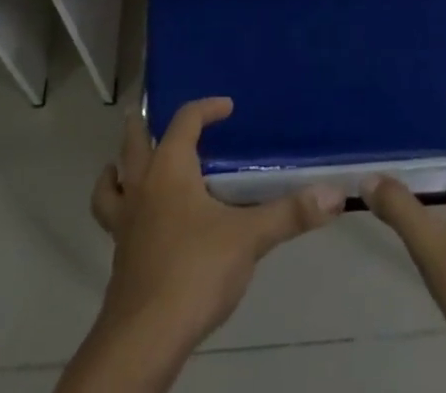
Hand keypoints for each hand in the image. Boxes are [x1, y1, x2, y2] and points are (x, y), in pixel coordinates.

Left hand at [59, 97, 342, 392]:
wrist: (144, 339)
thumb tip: (334, 195)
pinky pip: (113, 220)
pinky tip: (138, 225)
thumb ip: (289, 214)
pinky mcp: (120, 258)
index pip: (185, 120)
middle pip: (133, 143)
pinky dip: (120, 210)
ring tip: (127, 166)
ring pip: (111, 183)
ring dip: (118, 170)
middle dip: (142, 127)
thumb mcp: (249, 239)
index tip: (226, 107)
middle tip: (155, 119)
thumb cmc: (194, 271)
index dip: (206, 108)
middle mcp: (142, 187)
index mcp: (169, 168)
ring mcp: (124, 224)